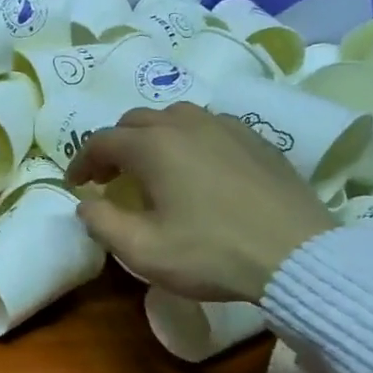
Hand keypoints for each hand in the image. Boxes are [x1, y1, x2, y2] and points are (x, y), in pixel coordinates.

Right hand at [64, 102, 334, 301]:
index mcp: (153, 147)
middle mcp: (186, 124)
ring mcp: (225, 127)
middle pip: (136, 121)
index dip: (82, 161)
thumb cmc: (211, 254)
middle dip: (115, 146)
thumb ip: (102, 223)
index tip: (77, 185)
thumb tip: (86, 204)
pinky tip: (199, 168)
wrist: (296, 255)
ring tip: (154, 167)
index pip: (102, 141)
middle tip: (110, 177)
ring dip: (153, 137)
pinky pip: (210, 126)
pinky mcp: (256, 139)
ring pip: (175, 117)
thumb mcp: (143, 251)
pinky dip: (190, 140)